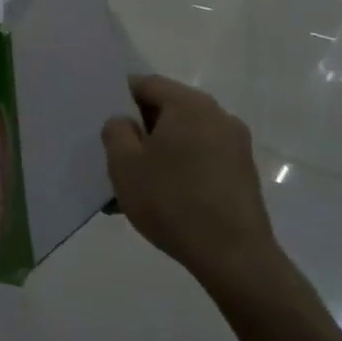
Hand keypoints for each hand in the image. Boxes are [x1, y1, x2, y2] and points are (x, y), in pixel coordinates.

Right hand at [101, 76, 284, 296]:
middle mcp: (218, 117)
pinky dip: (176, 169)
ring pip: (182, 138)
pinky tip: (158, 199)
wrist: (233, 257)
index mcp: (190, 105)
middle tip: (112, 154)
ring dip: (156, 153)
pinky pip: (199, 159)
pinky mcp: (241, 174)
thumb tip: (124, 122)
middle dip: (138, 129)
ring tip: (131, 185)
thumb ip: (115, 130)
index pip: (146, 84)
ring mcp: (235, 146)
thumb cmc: (171, 200)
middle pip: (167, 110)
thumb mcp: (124, 163)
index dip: (118, 96)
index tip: (100, 119)